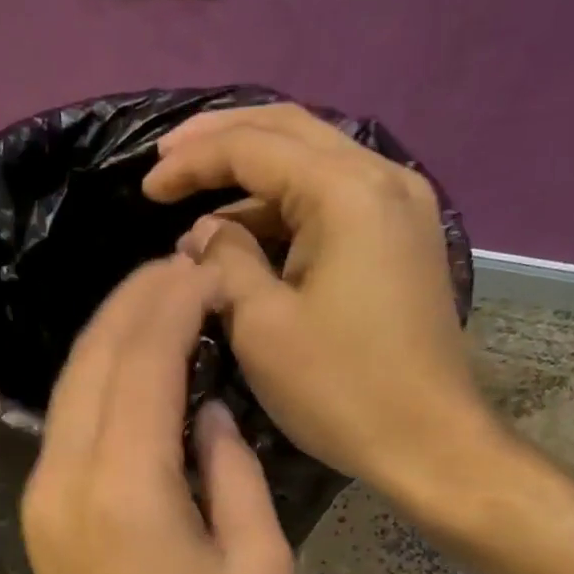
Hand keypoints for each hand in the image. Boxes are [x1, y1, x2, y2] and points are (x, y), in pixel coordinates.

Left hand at [21, 257, 293, 573]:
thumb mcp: (258, 563)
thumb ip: (232, 469)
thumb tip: (207, 411)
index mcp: (125, 484)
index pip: (142, 357)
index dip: (173, 302)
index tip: (207, 269)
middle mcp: (67, 475)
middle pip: (93, 357)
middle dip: (135, 302)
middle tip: (183, 269)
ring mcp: (43, 495)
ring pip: (70, 386)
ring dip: (112, 335)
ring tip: (160, 303)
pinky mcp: (41, 515)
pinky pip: (66, 423)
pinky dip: (98, 381)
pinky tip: (133, 370)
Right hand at [143, 104, 510, 502]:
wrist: (428, 442)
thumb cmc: (339, 389)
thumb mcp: (262, 326)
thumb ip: (225, 263)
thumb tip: (204, 233)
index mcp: (347, 192)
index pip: (255, 146)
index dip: (192, 161)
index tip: (145, 186)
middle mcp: (383, 179)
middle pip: (290, 132)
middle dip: (222, 141)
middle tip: (167, 159)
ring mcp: (401, 208)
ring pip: (314, 166)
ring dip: (254, 182)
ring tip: (197, 209)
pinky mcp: (401, 242)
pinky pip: (334, 203)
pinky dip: (286, 212)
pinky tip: (249, 237)